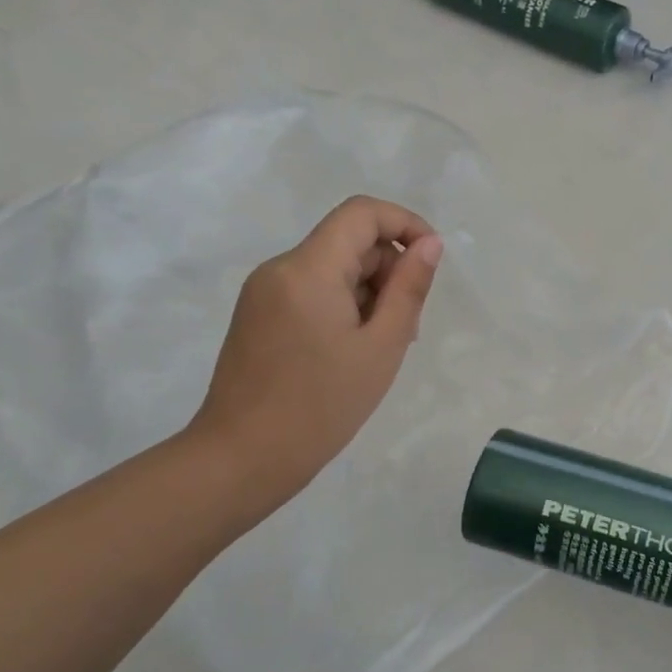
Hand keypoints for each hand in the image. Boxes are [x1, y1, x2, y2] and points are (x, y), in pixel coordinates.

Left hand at [186, 196, 443, 506]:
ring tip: (382, 347)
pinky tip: (353, 351)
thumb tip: (430, 244)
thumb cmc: (321, 405)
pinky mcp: (258, 315)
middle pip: (349, 242)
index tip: (430, 262)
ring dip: (369, 292)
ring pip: (333, 268)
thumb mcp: (382, 346)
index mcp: (308, 269)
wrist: (242, 459)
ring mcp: (264, 292)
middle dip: (389, 270)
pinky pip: (312, 290)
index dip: (405, 223)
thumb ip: (409, 288)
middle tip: (408, 326)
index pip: (362, 213)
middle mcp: (280, 268)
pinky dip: (343, 306)